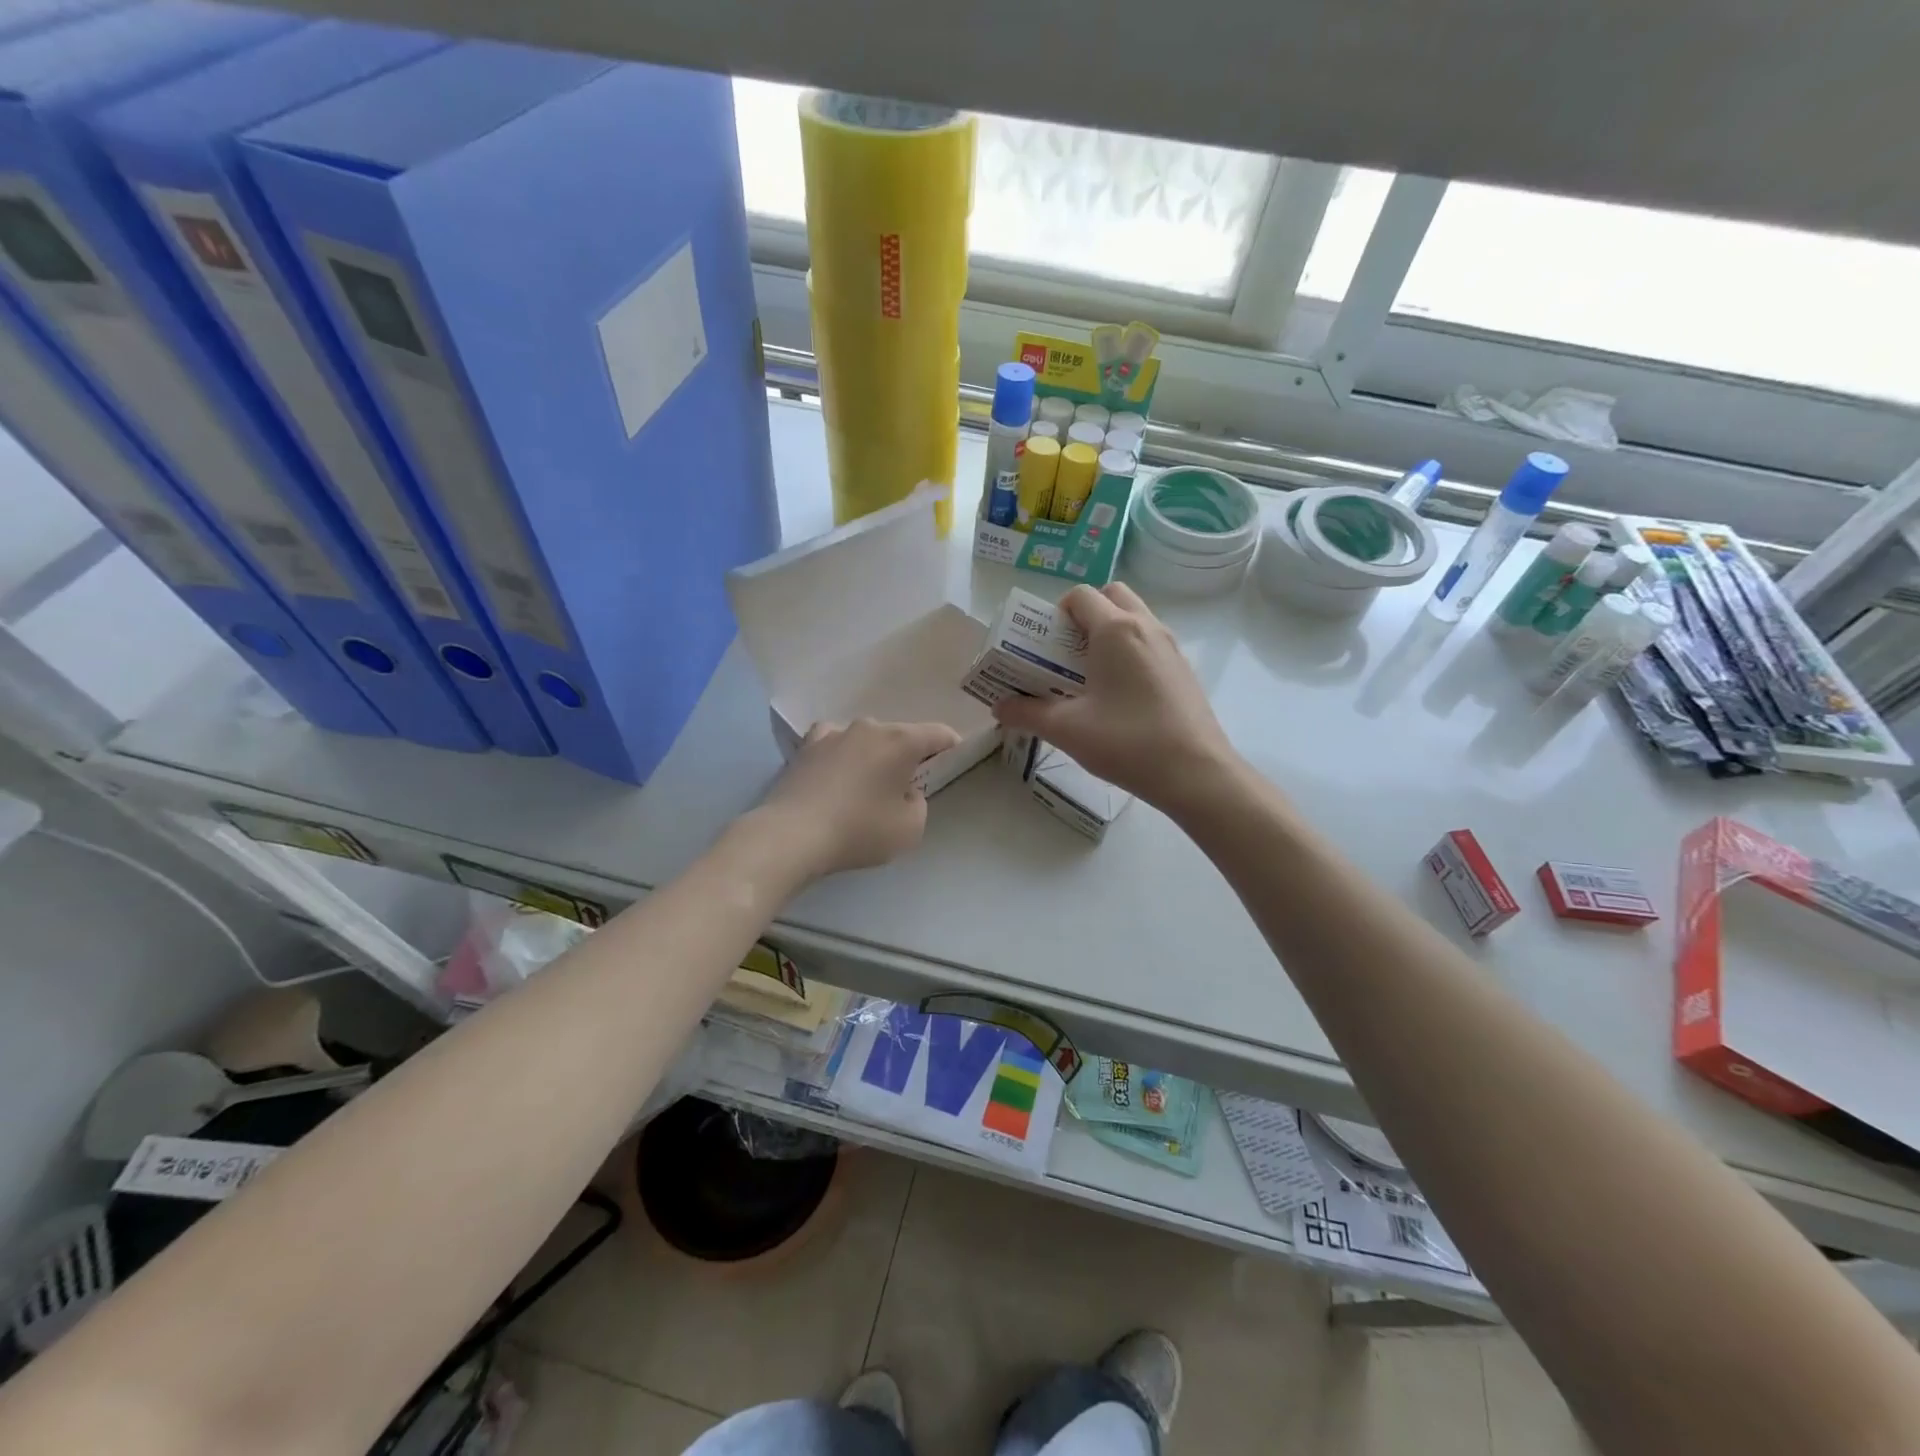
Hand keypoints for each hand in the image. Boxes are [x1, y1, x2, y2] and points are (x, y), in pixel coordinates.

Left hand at [753, 718, 961, 881]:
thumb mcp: (910, 828)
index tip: (954, 759)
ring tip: (870, 780)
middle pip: (900, 735)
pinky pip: (834, 742)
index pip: (938, 733)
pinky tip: (838, 770)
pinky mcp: (807, 747)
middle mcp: (869, 728)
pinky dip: (842, 753)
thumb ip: (918, 803)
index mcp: (901, 741)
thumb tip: (904, 790)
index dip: (951, 745)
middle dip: (909, 755)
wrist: (793, 834)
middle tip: (908, 784)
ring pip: (867, 738)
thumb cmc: (859, 830)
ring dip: (874, 754)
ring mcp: (834, 734)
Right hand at [991, 583, 1236, 812]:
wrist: (1195, 772)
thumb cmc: (1127, 742)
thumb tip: (999, 708)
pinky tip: (1120, 695)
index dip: (1056, 613)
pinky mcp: (1184, 669)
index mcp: (1115, 630)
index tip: (1045, 645)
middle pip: (1112, 596)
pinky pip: (1150, 642)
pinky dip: (1130, 652)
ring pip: (1135, 618)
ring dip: (1109, 632)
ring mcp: (1170, 647)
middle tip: (1067, 652)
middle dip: (1086, 614)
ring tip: (1090, 675)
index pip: (1080, 595)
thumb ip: (1027, 714)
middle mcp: (1146, 626)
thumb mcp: (1067, 730)